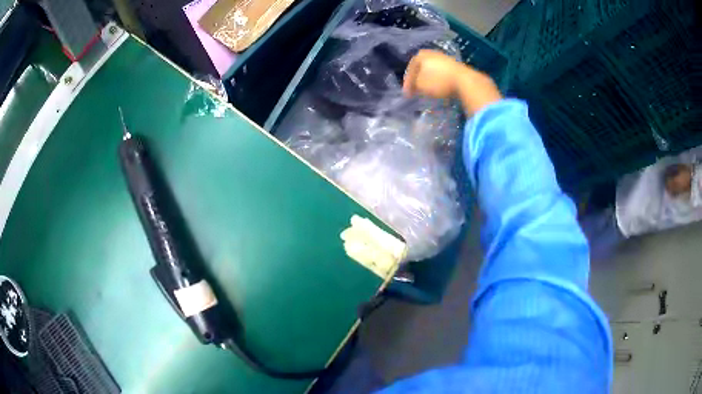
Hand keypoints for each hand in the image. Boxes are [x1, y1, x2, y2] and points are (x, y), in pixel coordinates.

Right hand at [403, 50, 501, 115]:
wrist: (465, 81)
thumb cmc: (438, 81)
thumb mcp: (420, 85)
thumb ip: (412, 85)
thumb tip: (412, 87)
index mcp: (421, 55)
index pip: (410, 69)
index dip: (407, 82)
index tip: (407, 94)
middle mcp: (431, 53)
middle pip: (421, 67)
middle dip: (418, 79)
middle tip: (416, 90)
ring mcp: (444, 57)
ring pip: (431, 69)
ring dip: (428, 79)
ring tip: (427, 89)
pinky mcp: (454, 65)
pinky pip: (441, 72)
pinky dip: (438, 79)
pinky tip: (439, 86)